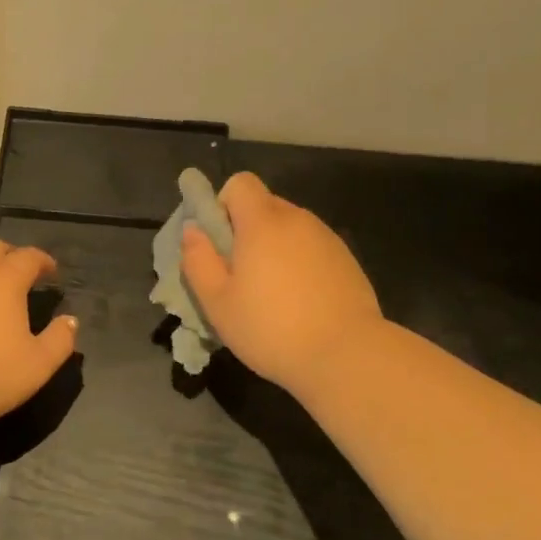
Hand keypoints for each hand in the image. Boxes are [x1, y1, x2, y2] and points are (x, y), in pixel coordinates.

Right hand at [180, 172, 384, 393]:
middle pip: (265, 206)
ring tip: (272, 293)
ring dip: (275, 247)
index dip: (224, 204)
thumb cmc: (271, 328)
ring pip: (290, 229)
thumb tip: (193, 230)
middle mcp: (298, 219)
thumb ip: (198, 260)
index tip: (220, 241)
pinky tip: (301, 302)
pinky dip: (300, 263)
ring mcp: (327, 239)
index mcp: (263, 222)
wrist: (347, 356)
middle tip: (240, 274)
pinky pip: (312, 248)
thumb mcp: (217, 302)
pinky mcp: (348, 261)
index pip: (241, 183)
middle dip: (247, 229)